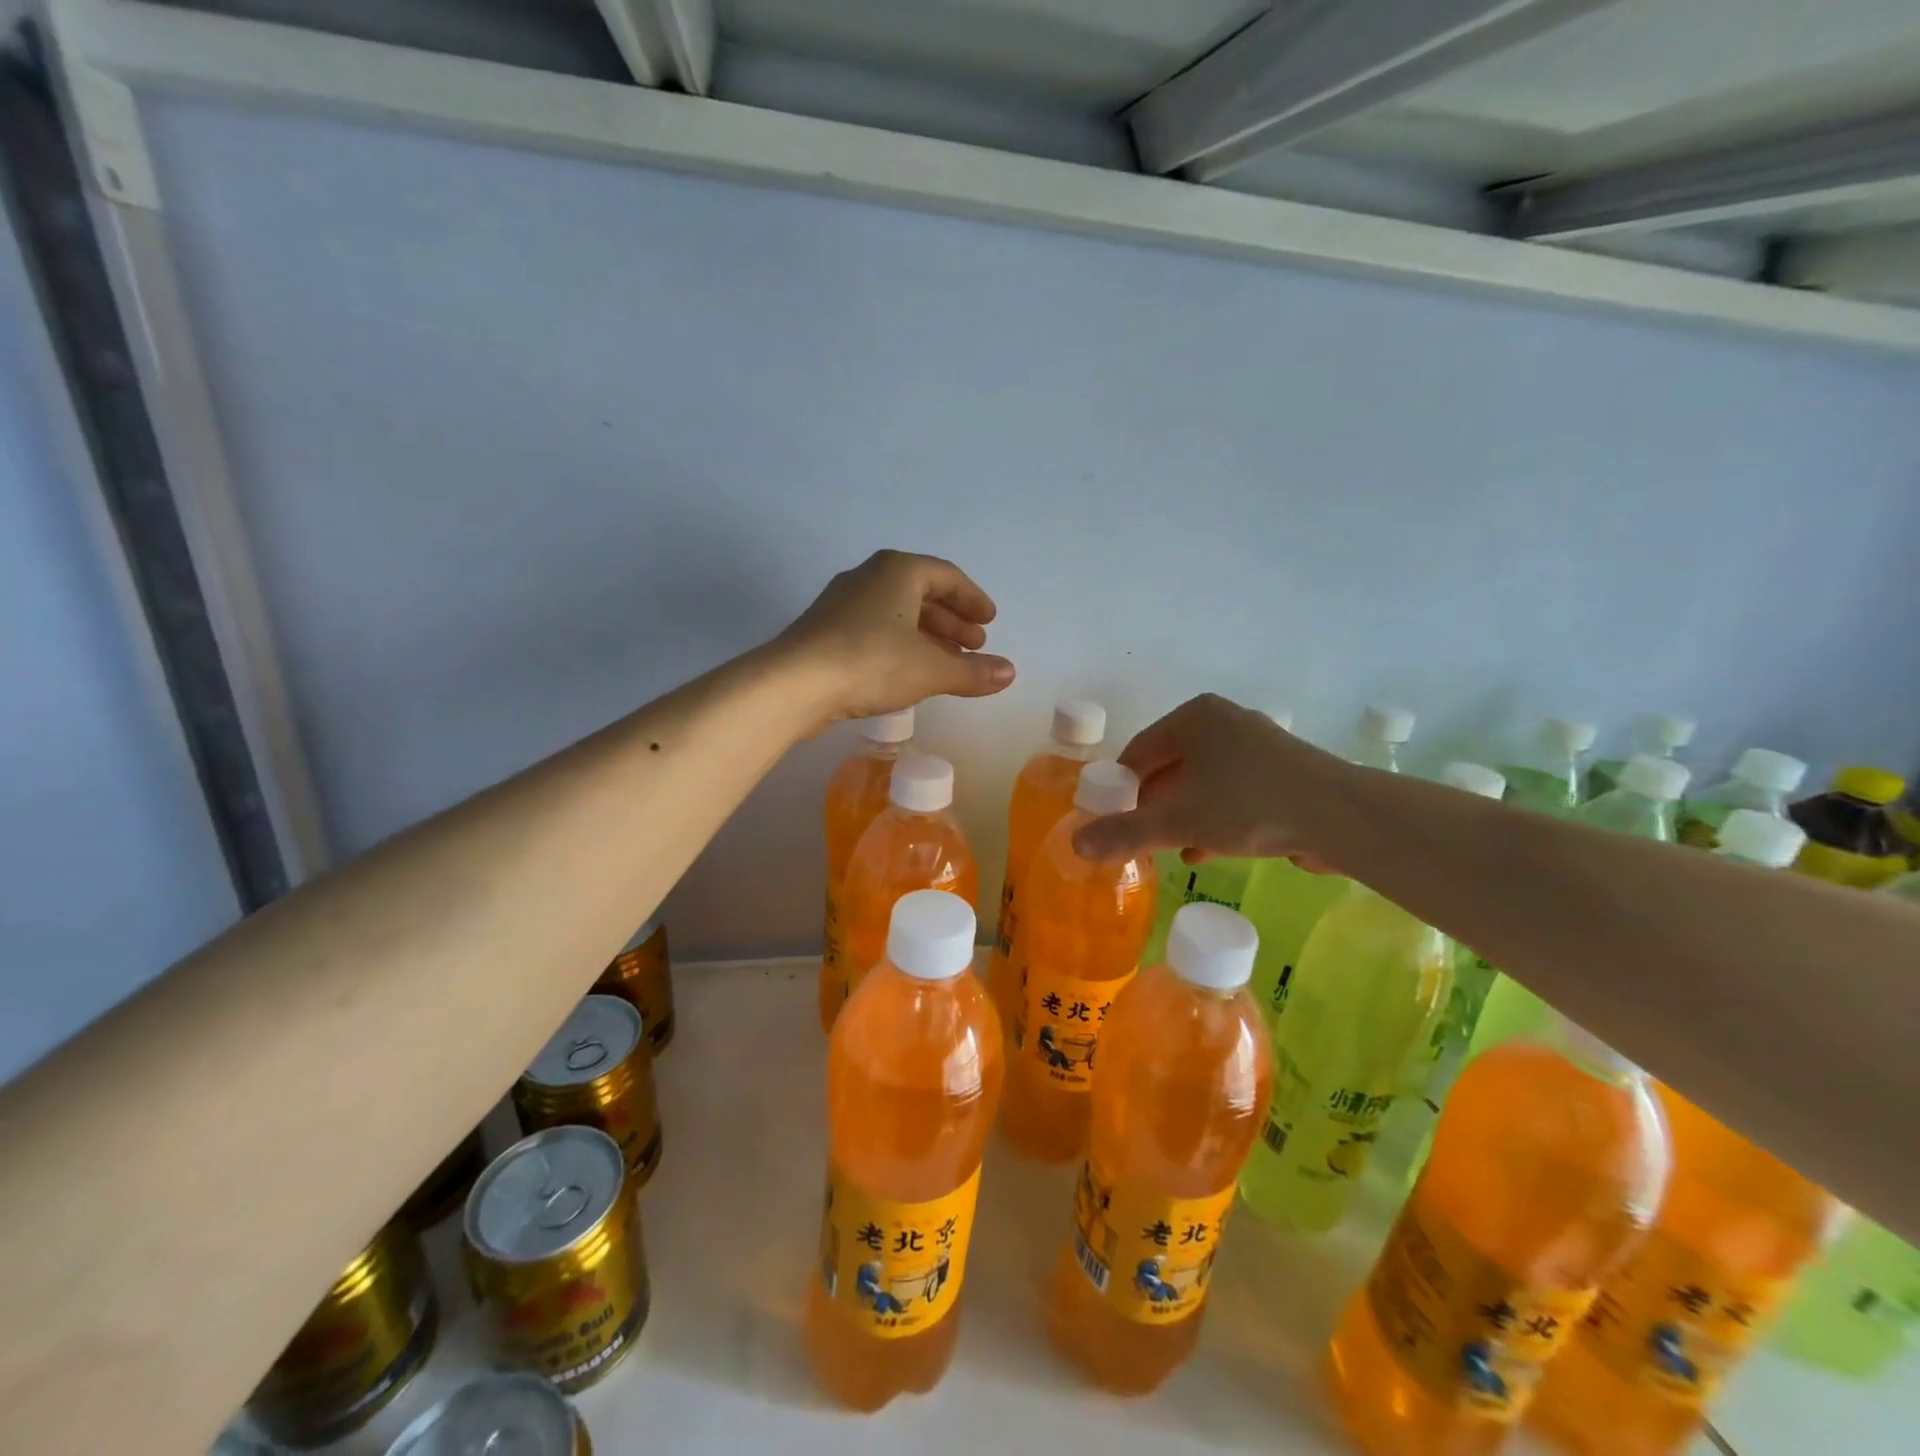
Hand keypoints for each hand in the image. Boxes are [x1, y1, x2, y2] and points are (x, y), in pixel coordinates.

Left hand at [776, 550, 1015, 723]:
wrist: (795, 683)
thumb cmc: (871, 662)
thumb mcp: (931, 669)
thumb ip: (973, 671)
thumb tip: (1011, 673)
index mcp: (898, 571)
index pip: (946, 577)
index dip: (972, 599)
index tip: (989, 622)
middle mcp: (869, 577)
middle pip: (921, 593)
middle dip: (951, 620)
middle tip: (974, 645)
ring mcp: (843, 603)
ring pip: (897, 613)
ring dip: (928, 636)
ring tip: (948, 663)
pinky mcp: (826, 631)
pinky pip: (876, 629)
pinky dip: (901, 645)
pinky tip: (909, 672)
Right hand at [1071, 694, 1347, 869]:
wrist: (1341, 816)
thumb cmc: (1248, 805)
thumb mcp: (1178, 821)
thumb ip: (1125, 832)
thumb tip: (1076, 843)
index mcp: (1195, 717)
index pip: (1139, 751)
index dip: (1120, 788)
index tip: (1111, 820)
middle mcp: (1224, 721)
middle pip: (1170, 766)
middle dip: (1153, 805)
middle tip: (1139, 838)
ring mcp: (1257, 745)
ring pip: (1202, 782)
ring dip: (1182, 816)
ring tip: (1169, 849)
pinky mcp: (1282, 771)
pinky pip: (1232, 791)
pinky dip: (1214, 817)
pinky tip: (1205, 850)